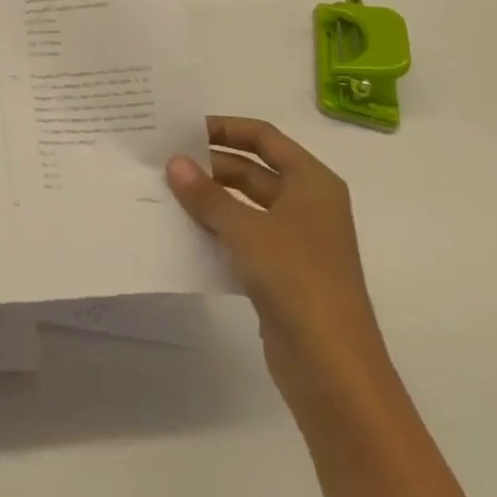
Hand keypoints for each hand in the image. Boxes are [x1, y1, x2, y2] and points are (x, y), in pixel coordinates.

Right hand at [166, 117, 387, 412]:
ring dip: (210, 200)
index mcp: (312, 182)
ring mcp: (296, 242)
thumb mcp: (247, 230)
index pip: (264, 137)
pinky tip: (182, 232)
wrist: (332, 368)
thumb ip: (207, 195)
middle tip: (164, 163)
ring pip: (246, 206)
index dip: (226, 129)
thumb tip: (174, 162)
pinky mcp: (282, 274)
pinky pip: (244, 239)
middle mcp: (307, 205)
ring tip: (164, 193)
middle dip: (211, 166)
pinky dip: (217, 231)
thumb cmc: (297, 279)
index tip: (184, 130)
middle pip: (254, 171)